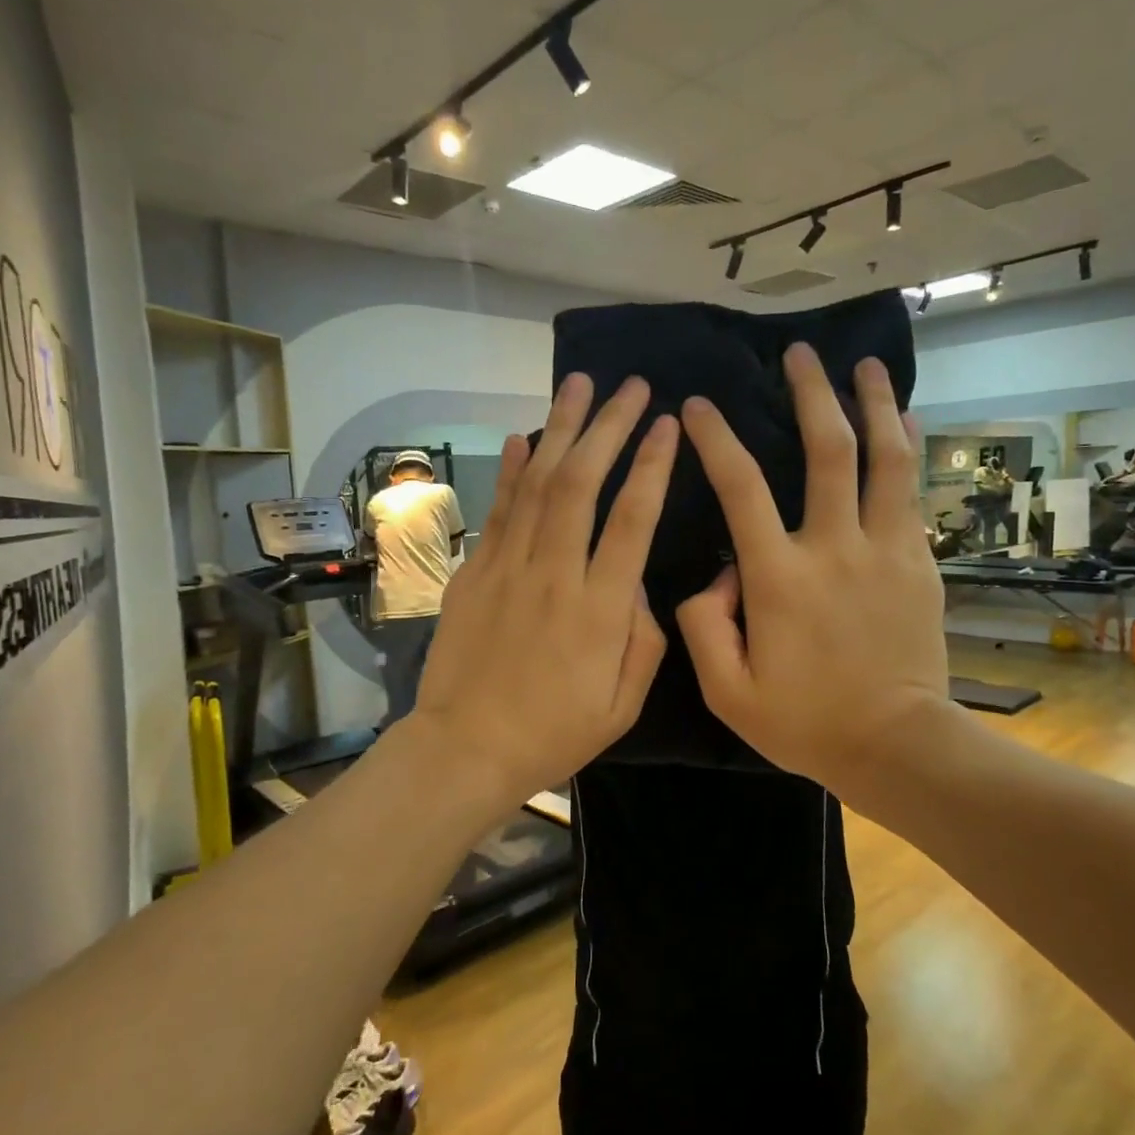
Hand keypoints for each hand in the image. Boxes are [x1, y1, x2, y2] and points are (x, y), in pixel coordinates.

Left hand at [411, 374, 677, 804]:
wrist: (466, 748)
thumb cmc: (554, 733)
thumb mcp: (623, 704)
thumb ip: (644, 638)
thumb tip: (638, 582)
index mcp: (599, 610)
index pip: (631, 520)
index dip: (651, 466)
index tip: (667, 424)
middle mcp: (553, 575)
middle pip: (582, 484)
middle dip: (609, 428)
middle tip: (632, 387)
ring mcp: (506, 569)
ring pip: (538, 484)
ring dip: (561, 430)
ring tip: (580, 385)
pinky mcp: (473, 573)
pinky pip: (498, 510)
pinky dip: (512, 470)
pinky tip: (524, 436)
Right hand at [676, 345, 954, 803]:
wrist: (896, 745)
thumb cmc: (805, 722)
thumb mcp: (727, 691)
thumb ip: (703, 626)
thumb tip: (715, 574)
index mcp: (779, 578)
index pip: (741, 487)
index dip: (718, 439)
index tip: (702, 406)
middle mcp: (834, 548)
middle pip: (826, 450)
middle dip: (811, 393)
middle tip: (799, 354)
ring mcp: (886, 550)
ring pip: (884, 457)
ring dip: (873, 403)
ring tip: (864, 365)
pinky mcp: (919, 562)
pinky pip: (912, 491)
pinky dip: (905, 448)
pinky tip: (903, 422)